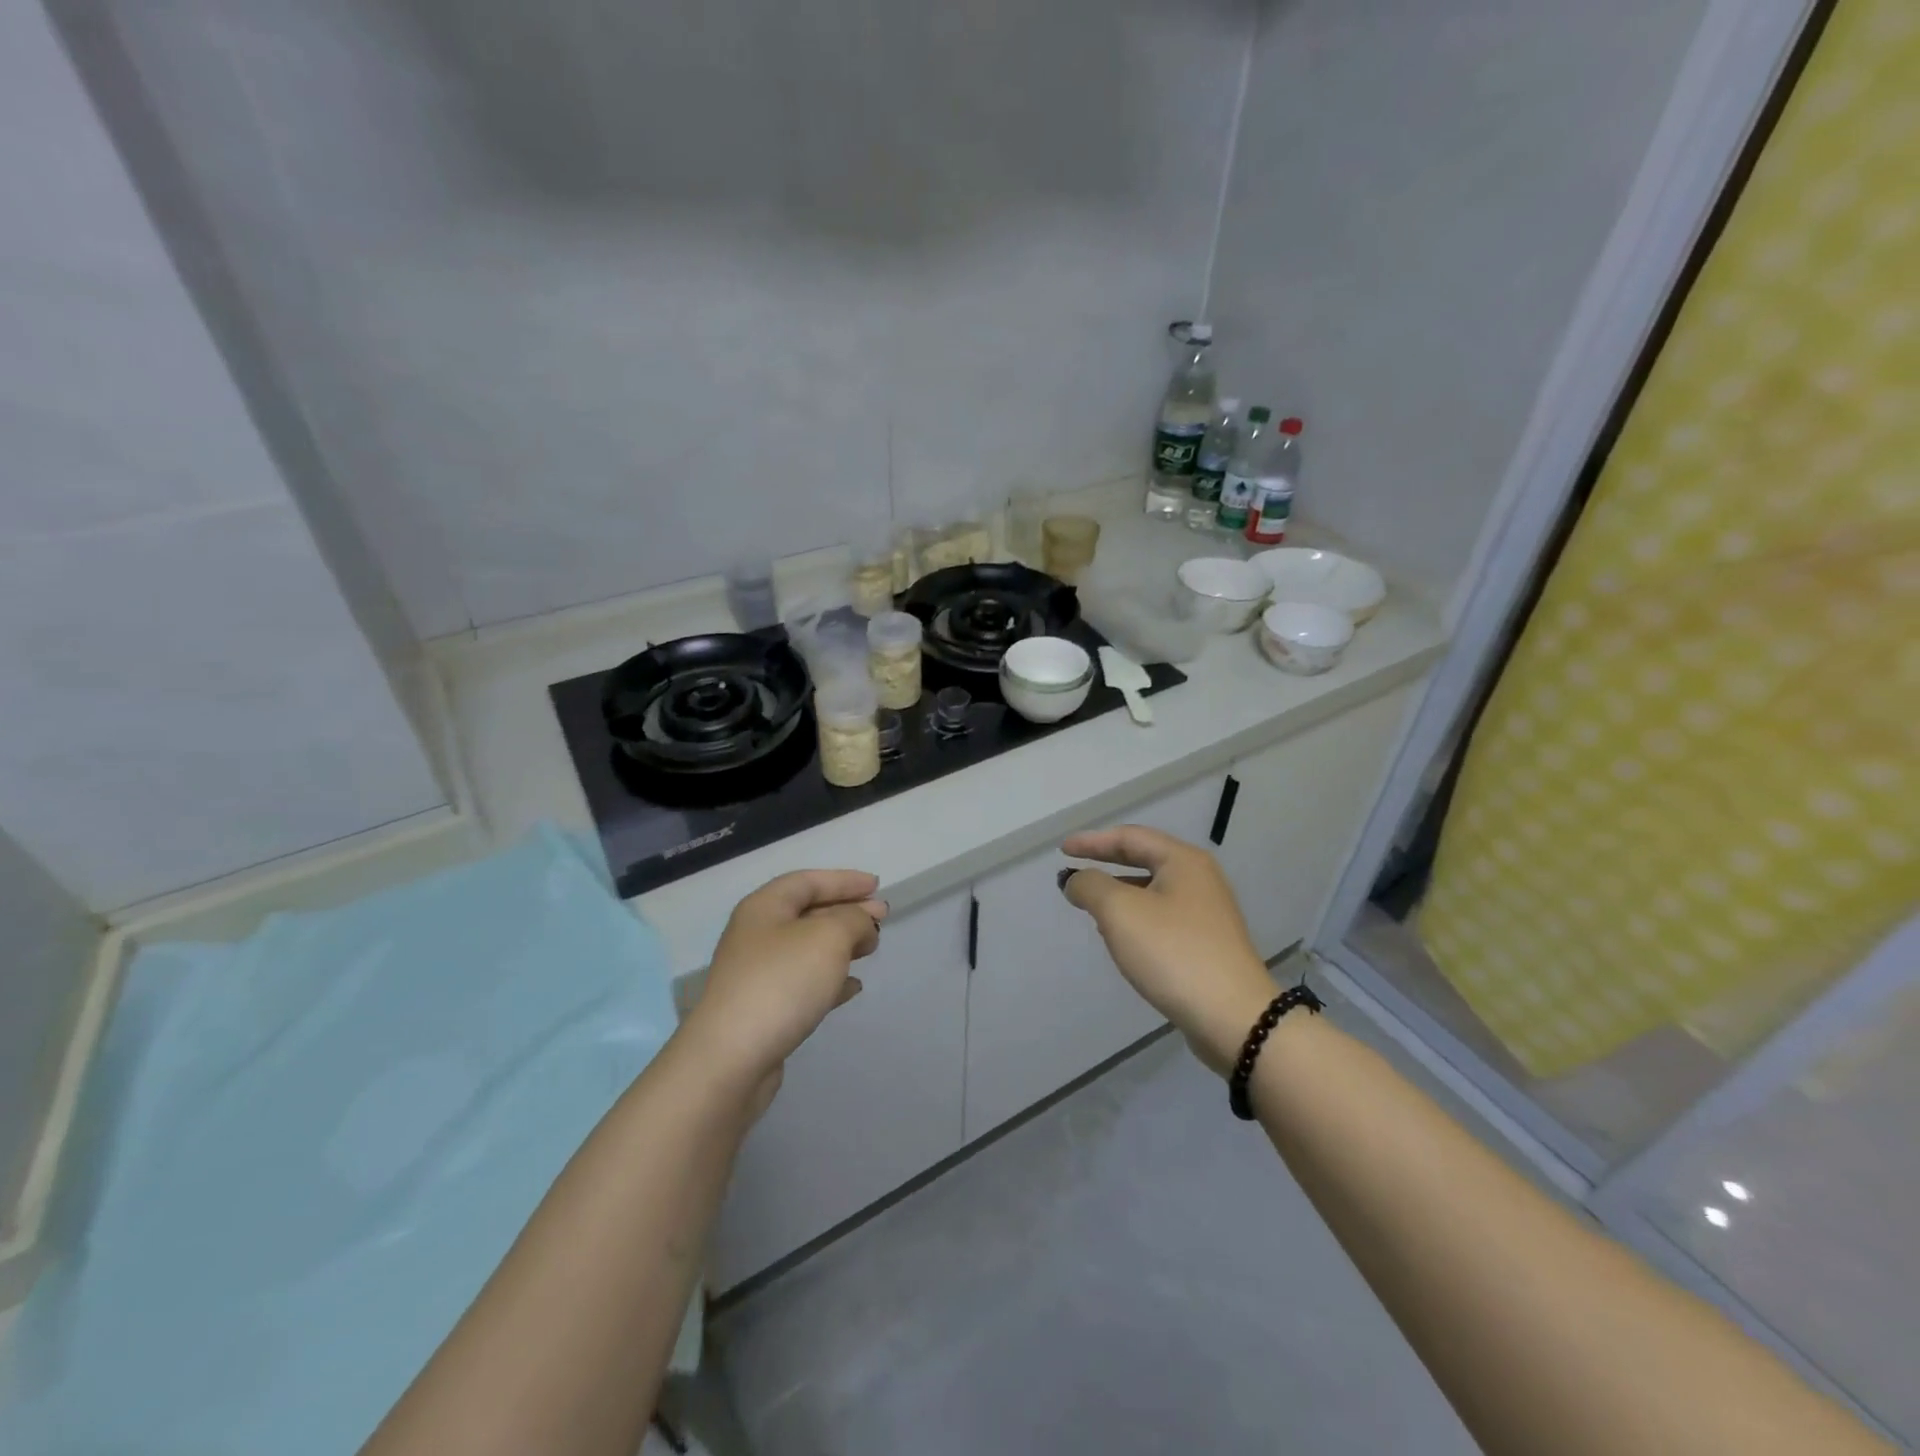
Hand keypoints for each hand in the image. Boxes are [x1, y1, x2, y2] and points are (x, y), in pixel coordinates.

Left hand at [683, 870, 887, 1093]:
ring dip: (841, 945)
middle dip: (846, 912)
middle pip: (807, 913)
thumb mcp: (829, 937)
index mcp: (764, 907)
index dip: (844, 880)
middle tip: (881, 918)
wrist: (731, 1058)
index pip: (808, 881)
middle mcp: (757, 935)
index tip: (876, 886)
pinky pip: (803, 983)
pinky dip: (830, 979)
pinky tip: (853, 987)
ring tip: (871, 949)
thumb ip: (853, 920)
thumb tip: (861, 922)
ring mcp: (757, 974)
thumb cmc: (782, 982)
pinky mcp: (763, 1009)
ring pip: (807, 948)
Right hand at [1061, 826, 1276, 1074]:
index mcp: (1183, 861)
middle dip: (1106, 862)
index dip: (1092, 841)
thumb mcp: (1120, 911)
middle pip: (1144, 859)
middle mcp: (1200, 879)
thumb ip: (1091, 886)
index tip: (1062, 849)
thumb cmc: (1173, 952)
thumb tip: (1076, 880)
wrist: (1233, 1018)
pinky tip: (1120, 935)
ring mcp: (1207, 912)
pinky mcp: (1208, 943)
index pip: (1130, 837)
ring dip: (1119, 890)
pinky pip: (1162, 916)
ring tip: (1090, 903)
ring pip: (1153, 889)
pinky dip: (1135, 916)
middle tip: (1074, 869)